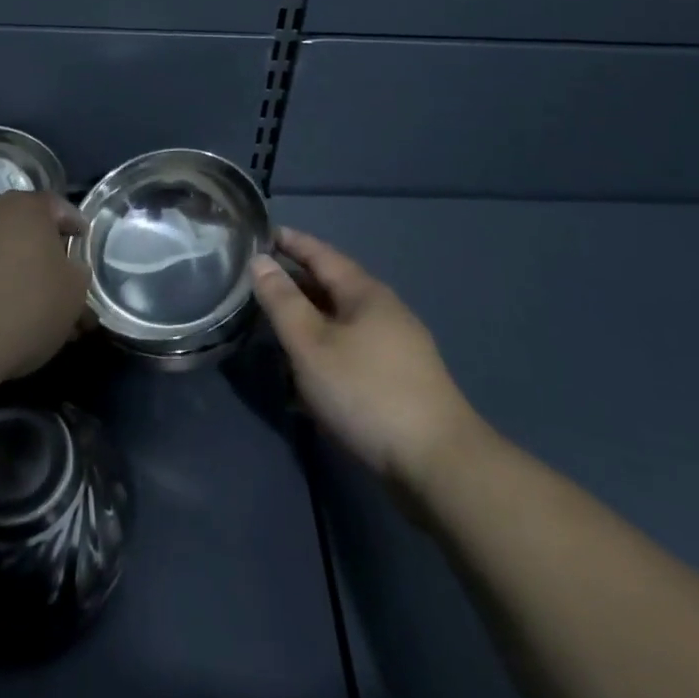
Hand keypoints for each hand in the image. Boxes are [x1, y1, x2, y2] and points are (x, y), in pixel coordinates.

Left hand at [0, 191, 89, 378]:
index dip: (77, 230)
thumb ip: (78, 271)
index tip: (86, 251)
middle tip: (67, 283)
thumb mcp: (74, 290)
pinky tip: (15, 315)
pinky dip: (2, 285)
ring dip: (26, 273)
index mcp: (28, 205)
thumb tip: (69, 268)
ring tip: (44, 309)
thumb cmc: (28, 304)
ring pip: (9, 252)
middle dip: (50, 255)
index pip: (61, 208)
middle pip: (31, 229)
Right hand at [253, 228, 481, 489]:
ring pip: (342, 320)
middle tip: (259, 281)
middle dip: (296, 282)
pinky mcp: (400, 380)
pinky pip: (353, 349)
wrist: (439, 465)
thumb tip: (260, 261)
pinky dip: (326, 348)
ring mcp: (397, 346)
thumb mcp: (311, 344)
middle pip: (332, 285)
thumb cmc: (366, 392)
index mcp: (364, 292)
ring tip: (276, 324)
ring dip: (310, 318)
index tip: (262, 233)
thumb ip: (282, 301)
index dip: (291, 242)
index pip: (320, 253)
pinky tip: (308, 371)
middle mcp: (384, 310)